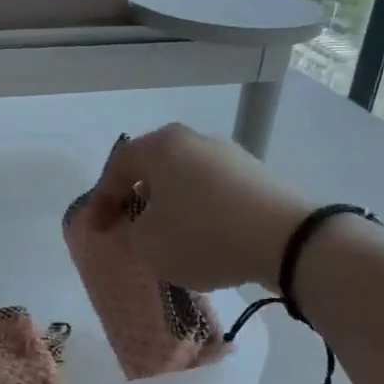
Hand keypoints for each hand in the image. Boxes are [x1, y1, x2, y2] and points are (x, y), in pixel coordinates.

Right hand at [89, 123, 308, 291]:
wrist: (286, 239)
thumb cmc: (203, 235)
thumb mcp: (149, 244)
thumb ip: (131, 232)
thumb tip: (140, 225)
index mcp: (160, 146)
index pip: (118, 167)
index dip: (101, 200)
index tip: (97, 230)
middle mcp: (193, 139)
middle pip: (153, 168)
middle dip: (136, 198)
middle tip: (128, 226)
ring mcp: (229, 154)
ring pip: (184, 179)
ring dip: (170, 205)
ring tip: (167, 236)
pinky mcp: (256, 175)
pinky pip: (213, 191)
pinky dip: (200, 211)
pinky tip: (203, 238)